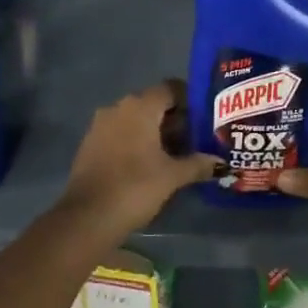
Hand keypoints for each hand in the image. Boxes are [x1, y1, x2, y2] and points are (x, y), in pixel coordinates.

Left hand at [58, 80, 213, 236]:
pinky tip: (150, 164)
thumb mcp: (172, 176)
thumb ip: (198, 164)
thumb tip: (221, 162)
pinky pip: (120, 134)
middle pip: (153, 104)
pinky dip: (137, 142)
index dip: (190, 100)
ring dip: (155, 132)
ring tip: (177, 154)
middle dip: (175, 120)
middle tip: (196, 139)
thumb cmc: (135, 187)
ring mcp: (100, 126)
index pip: (170, 88)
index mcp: (139, 106)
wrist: (87, 218)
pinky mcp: (90, 145)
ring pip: (135, 120)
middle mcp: (118, 108)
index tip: (205, 117)